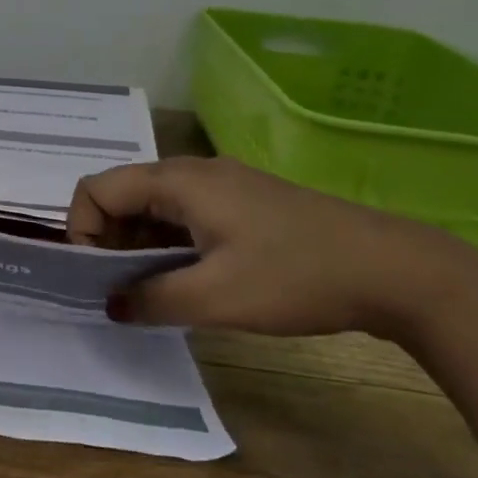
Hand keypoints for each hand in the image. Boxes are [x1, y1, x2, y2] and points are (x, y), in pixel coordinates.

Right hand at [67, 157, 477, 337]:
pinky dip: (169, 244)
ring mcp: (222, 185)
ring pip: (154, 207)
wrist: (395, 270)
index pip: (97, 189)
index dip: (82, 230)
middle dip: (108, 240)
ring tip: (153, 291)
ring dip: (139, 245)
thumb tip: (110, 304)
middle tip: (121, 289)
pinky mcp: (244, 204)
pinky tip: (189, 280)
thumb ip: (151, 300)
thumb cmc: (296, 277)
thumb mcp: (215, 298)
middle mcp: (193, 172)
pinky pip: (184, 215)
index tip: (98, 276)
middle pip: (122, 194)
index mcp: (178, 181)